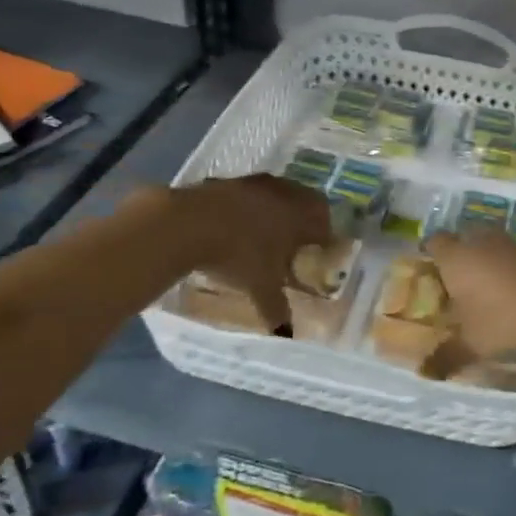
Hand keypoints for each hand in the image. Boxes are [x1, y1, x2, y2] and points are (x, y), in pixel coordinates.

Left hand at [175, 175, 332, 329]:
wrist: (190, 223)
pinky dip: (252, 205)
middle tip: (299, 240)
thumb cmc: (238, 255)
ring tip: (268, 230)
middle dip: (306, 219)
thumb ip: (277, 308)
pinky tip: (238, 222)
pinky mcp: (230, 180)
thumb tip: (287, 335)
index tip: (320, 251)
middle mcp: (285, 194)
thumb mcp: (260, 286)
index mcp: (301, 216)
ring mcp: (256, 184)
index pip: (325, 224)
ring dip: (279, 208)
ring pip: (279, 193)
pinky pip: (251, 192)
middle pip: (306, 202)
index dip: (325, 238)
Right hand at [426, 228, 515, 360]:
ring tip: (499, 289)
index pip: (436, 242)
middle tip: (466, 280)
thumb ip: (447, 355)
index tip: (435, 269)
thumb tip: (429, 369)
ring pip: (498, 245)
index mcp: (457, 258)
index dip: (433, 253)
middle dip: (466, 255)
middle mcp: (484, 242)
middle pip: (468, 238)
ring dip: (496, 260)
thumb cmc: (503, 322)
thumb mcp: (471, 345)